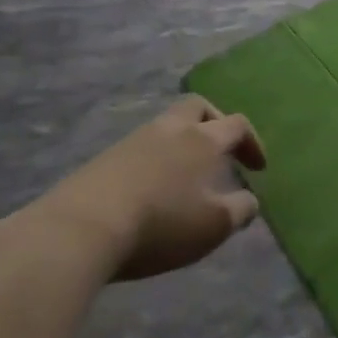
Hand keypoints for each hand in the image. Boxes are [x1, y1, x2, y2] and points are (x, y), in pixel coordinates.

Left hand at [35, 95, 264, 280]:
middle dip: (215, 122)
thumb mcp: (213, 226)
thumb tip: (250, 200)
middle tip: (221, 150)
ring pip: (166, 126)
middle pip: (198, 107)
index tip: (258, 168)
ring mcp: (133, 141)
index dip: (252, 142)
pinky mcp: (103, 159)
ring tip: (185, 176)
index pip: (237, 124)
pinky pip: (140, 148)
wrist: (79, 230)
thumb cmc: (160, 224)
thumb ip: (240, 210)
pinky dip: (155, 161)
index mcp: (203, 139)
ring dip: (182, 143)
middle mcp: (170, 130)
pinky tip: (151, 190)